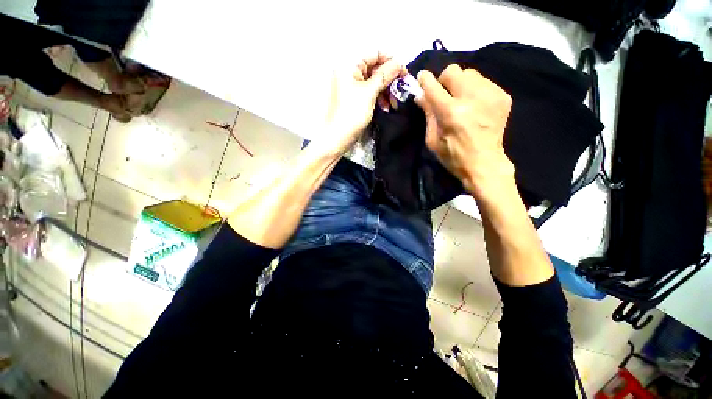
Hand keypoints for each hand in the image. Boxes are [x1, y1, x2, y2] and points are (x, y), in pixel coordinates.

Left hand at [325, 52, 405, 147]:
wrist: (338, 137)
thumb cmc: (352, 113)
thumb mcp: (369, 93)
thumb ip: (384, 76)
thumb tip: (399, 63)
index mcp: (349, 66)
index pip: (374, 55)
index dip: (390, 61)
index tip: (403, 72)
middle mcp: (349, 73)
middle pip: (375, 69)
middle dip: (389, 79)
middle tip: (401, 89)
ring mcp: (352, 87)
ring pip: (374, 83)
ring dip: (385, 91)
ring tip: (393, 103)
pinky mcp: (354, 99)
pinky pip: (370, 93)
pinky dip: (378, 98)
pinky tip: (385, 107)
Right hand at [415, 65, 513, 196]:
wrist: (485, 164)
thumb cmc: (453, 156)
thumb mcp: (432, 140)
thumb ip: (428, 114)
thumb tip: (421, 95)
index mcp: (451, 113)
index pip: (433, 86)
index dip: (425, 80)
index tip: (422, 78)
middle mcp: (471, 99)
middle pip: (453, 71)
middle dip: (444, 81)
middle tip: (444, 95)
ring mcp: (490, 95)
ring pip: (469, 73)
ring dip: (460, 84)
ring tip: (461, 101)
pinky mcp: (503, 96)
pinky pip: (483, 82)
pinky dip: (475, 90)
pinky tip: (475, 106)